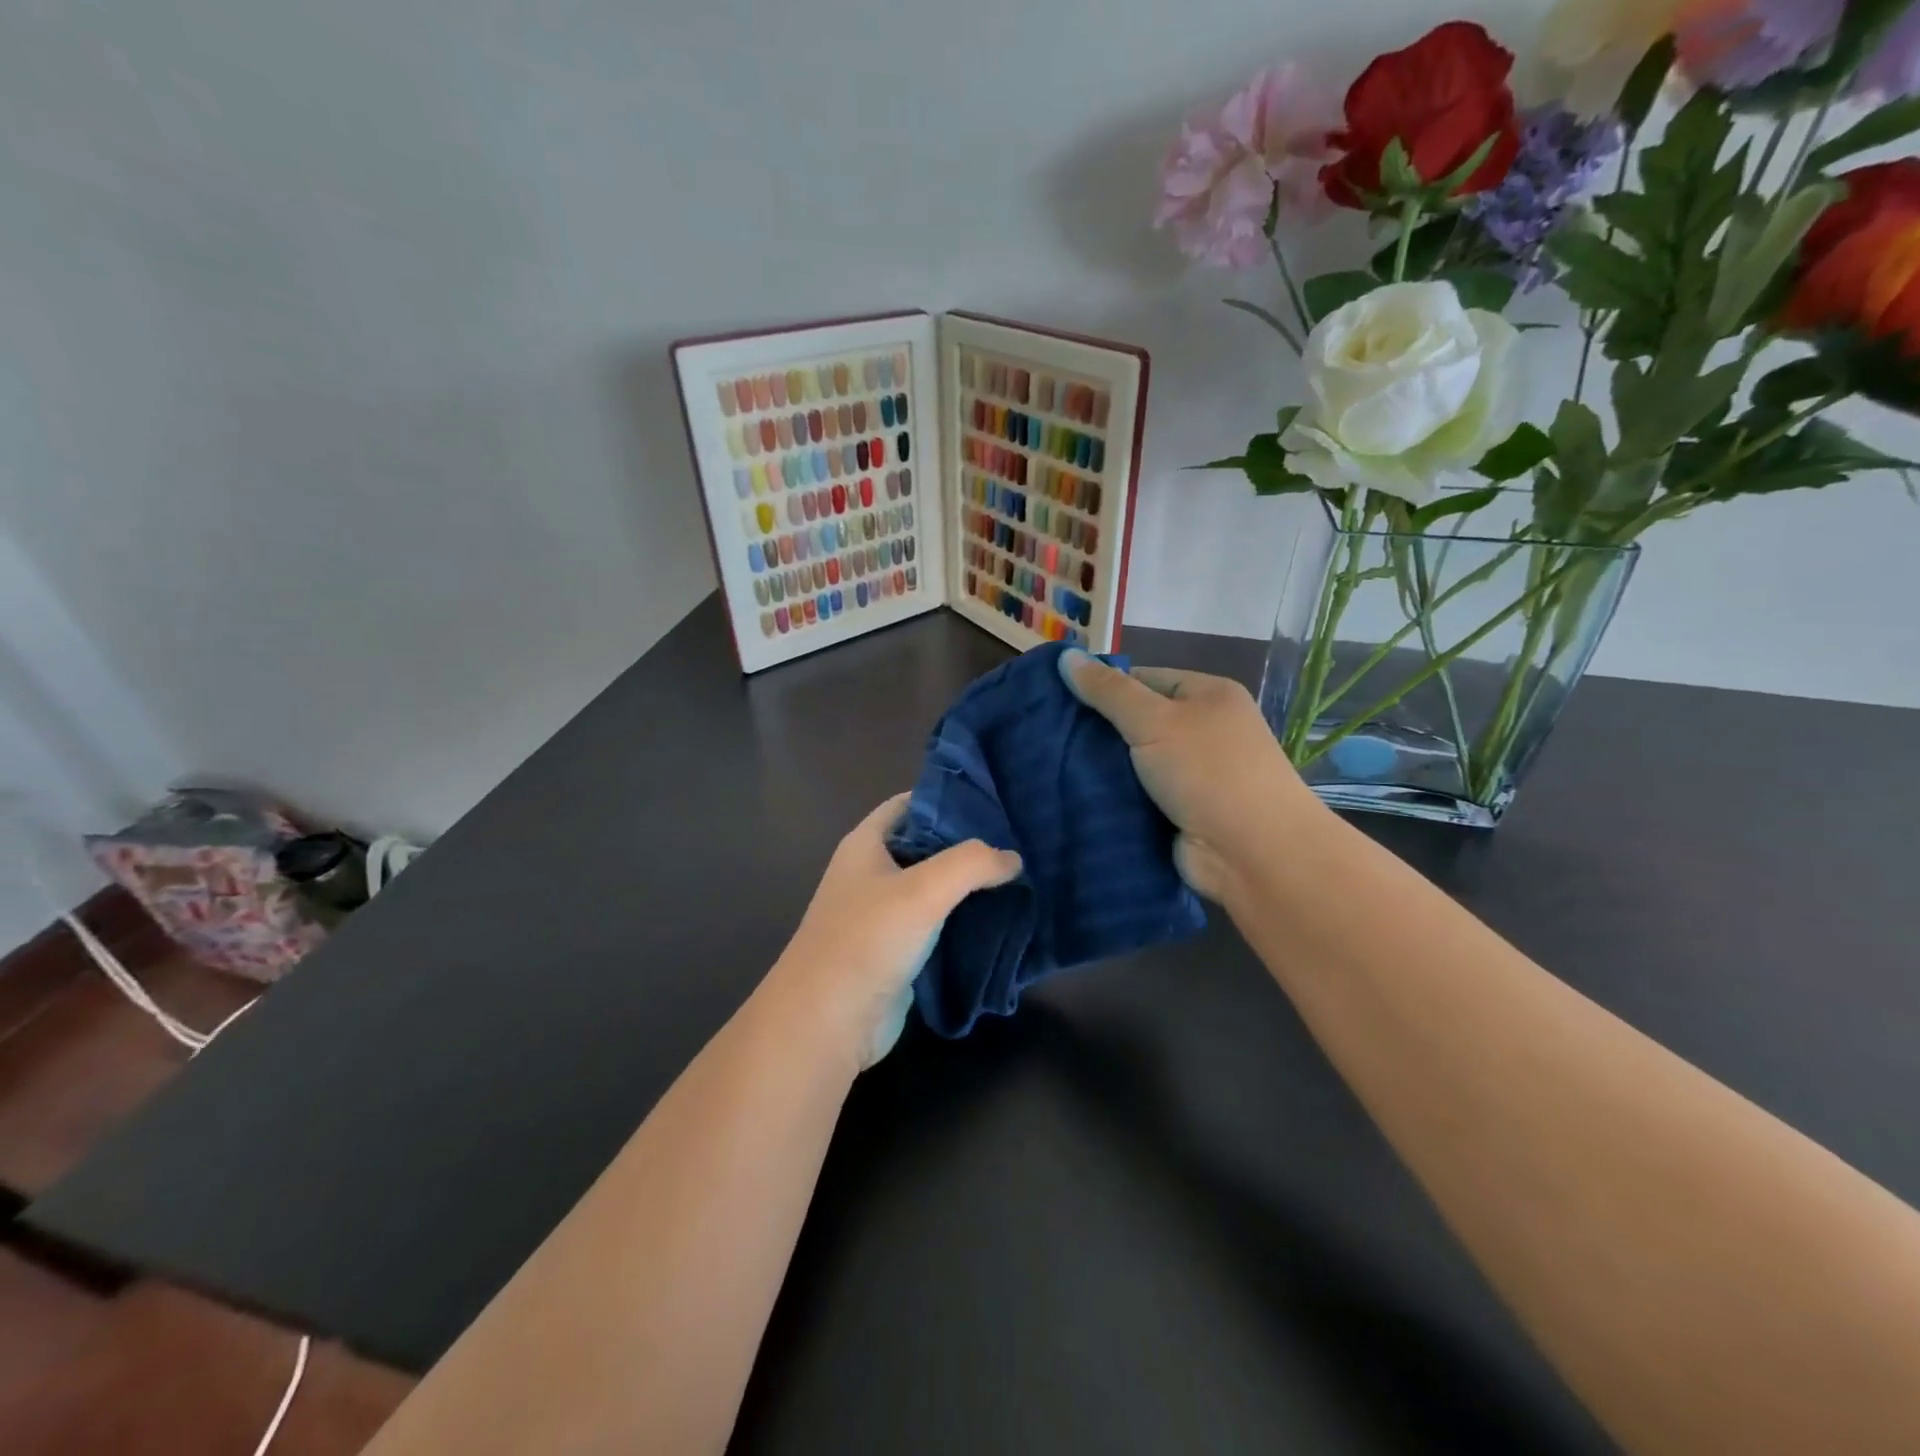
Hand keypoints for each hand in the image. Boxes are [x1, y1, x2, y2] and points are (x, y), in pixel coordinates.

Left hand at [766, 794, 1021, 1071]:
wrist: (828, 1021)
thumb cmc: (868, 940)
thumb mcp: (923, 889)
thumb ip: (972, 863)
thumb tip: (1012, 859)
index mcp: (866, 844)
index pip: (911, 803)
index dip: (949, 798)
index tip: (996, 800)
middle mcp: (873, 873)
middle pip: (927, 845)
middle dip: (969, 844)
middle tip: (1020, 840)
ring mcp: (884, 914)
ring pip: (935, 888)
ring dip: (971, 886)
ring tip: (1021, 876)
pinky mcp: (898, 951)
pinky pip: (937, 925)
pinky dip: (965, 920)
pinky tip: (1003, 918)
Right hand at [1059, 650, 1322, 902]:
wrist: (1253, 854)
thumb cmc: (1209, 772)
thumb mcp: (1156, 720)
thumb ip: (1109, 691)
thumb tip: (1066, 656)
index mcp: (1208, 695)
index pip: (1144, 678)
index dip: (1102, 686)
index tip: (1056, 698)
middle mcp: (1203, 730)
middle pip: (1136, 720)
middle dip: (1096, 730)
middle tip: (1045, 733)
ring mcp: (1192, 774)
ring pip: (1132, 761)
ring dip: (1099, 767)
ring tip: (1047, 763)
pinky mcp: (1179, 811)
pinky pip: (1136, 795)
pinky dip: (1111, 796)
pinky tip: (1070, 794)